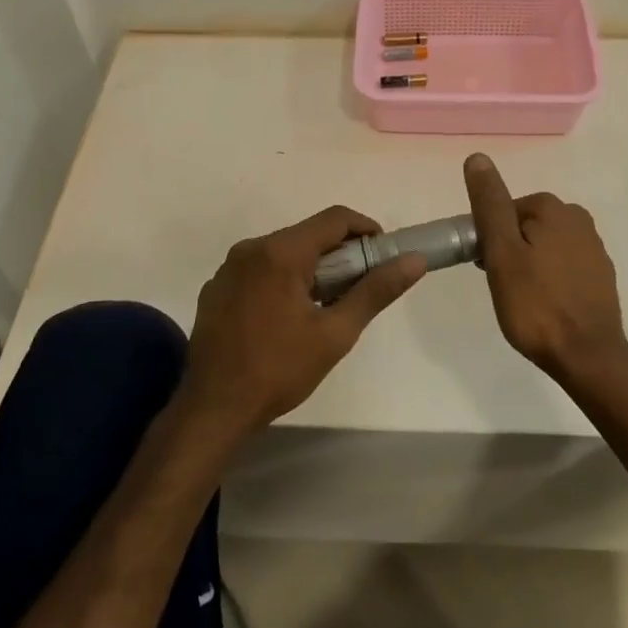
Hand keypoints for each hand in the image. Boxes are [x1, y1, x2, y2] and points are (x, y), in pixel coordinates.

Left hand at [179, 206, 426, 440]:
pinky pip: (259, 271)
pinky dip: (282, 281)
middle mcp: (249, 249)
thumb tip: (414, 260)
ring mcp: (227, 269)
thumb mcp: (335, 334)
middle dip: (340, 254)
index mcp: (279, 253)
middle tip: (359, 289)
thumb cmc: (279, 370)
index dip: (366, 230)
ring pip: (282, 253)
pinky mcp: (216, 289)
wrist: (214, 408)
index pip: (334, 219)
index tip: (384, 256)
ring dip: (311, 269)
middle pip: (307, 235)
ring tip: (326, 307)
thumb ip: (375, 291)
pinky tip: (287, 318)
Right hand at [463, 154, 627, 381]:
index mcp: (553, 208)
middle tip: (500, 285)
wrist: (586, 355)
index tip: (483, 267)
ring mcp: (594, 248)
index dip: (488, 237)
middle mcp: (578, 219)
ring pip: (543, 246)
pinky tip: (543, 304)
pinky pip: (563, 266)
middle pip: (525, 225)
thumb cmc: (535, 304)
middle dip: (508, 250)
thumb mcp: (502, 252)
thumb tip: (477, 157)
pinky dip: (549, 279)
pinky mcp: (600, 275)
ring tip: (520, 299)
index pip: (504, 210)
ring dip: (527, 264)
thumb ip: (490, 204)